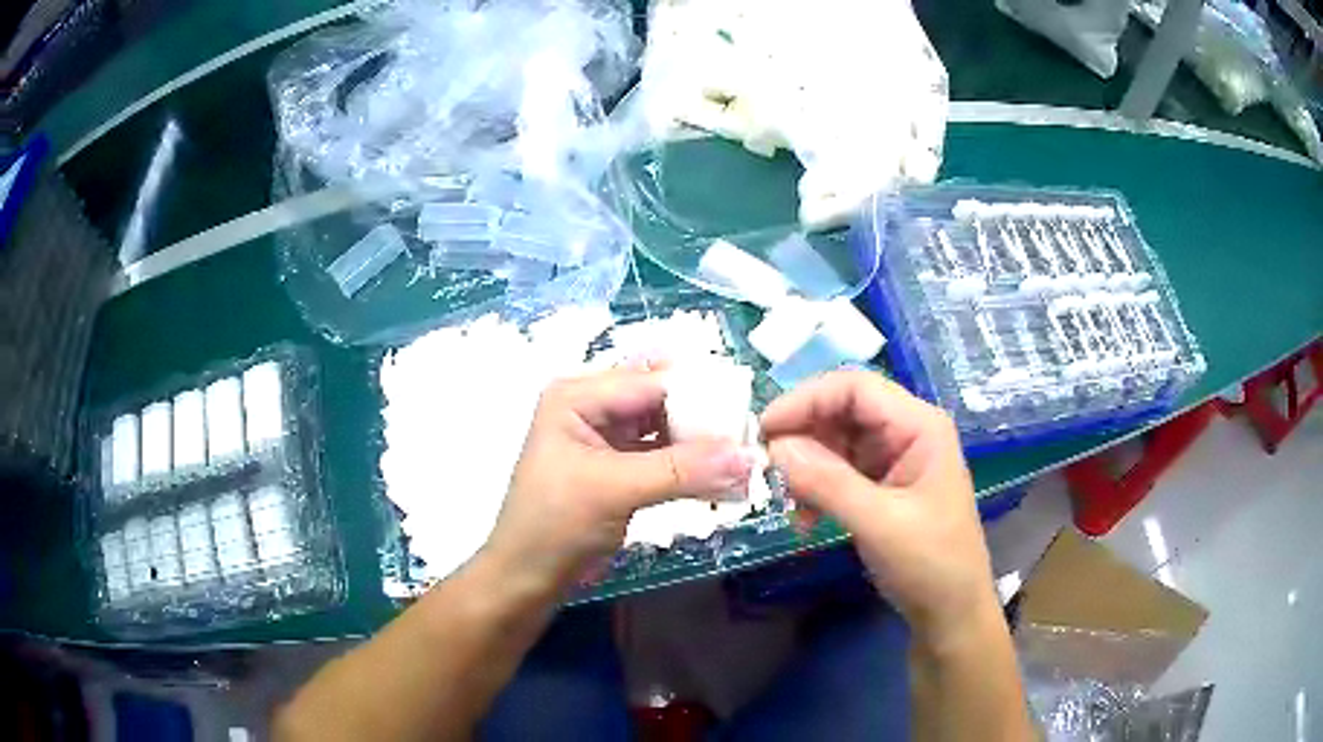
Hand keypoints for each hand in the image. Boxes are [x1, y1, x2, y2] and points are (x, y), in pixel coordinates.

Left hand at [482, 365, 754, 597]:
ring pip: (667, 429)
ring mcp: (607, 439)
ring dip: (703, 445)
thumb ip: (682, 470)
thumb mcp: (614, 490)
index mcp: (578, 396)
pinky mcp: (620, 469)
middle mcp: (593, 407)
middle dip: (705, 417)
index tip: (750, 412)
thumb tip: (748, 456)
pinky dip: (693, 468)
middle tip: (751, 434)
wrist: (528, 578)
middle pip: (662, 400)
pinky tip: (725, 479)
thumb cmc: (555, 525)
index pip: (651, 381)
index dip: (701, 393)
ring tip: (746, 457)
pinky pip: (665, 458)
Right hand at [759, 371, 998, 648]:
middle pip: (841, 411)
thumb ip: (828, 482)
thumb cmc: (930, 563)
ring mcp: (891, 458)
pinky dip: (815, 490)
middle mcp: (904, 431)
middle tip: (767, 470)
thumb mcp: (880, 523)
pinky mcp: (879, 485)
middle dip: (802, 437)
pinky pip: (836, 471)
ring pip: (833, 441)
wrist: (950, 612)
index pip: (854, 387)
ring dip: (805, 469)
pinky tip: (807, 522)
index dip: (806, 400)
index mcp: (918, 425)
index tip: (764, 430)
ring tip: (791, 505)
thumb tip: (774, 447)